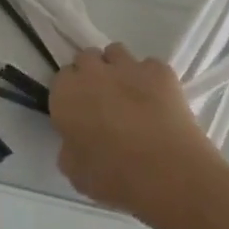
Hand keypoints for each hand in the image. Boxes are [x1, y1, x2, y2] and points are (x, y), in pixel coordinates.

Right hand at [49, 44, 217, 218]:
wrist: (168, 172)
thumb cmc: (113, 176)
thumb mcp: (75, 172)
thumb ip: (69, 149)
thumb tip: (75, 142)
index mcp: (65, 95)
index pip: (61, 79)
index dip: (70, 94)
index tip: (79, 111)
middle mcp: (92, 72)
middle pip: (85, 58)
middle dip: (91, 73)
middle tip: (102, 101)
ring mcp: (128, 67)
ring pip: (116, 52)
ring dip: (117, 67)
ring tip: (129, 93)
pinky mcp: (160, 71)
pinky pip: (150, 65)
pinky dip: (151, 77)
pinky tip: (158, 99)